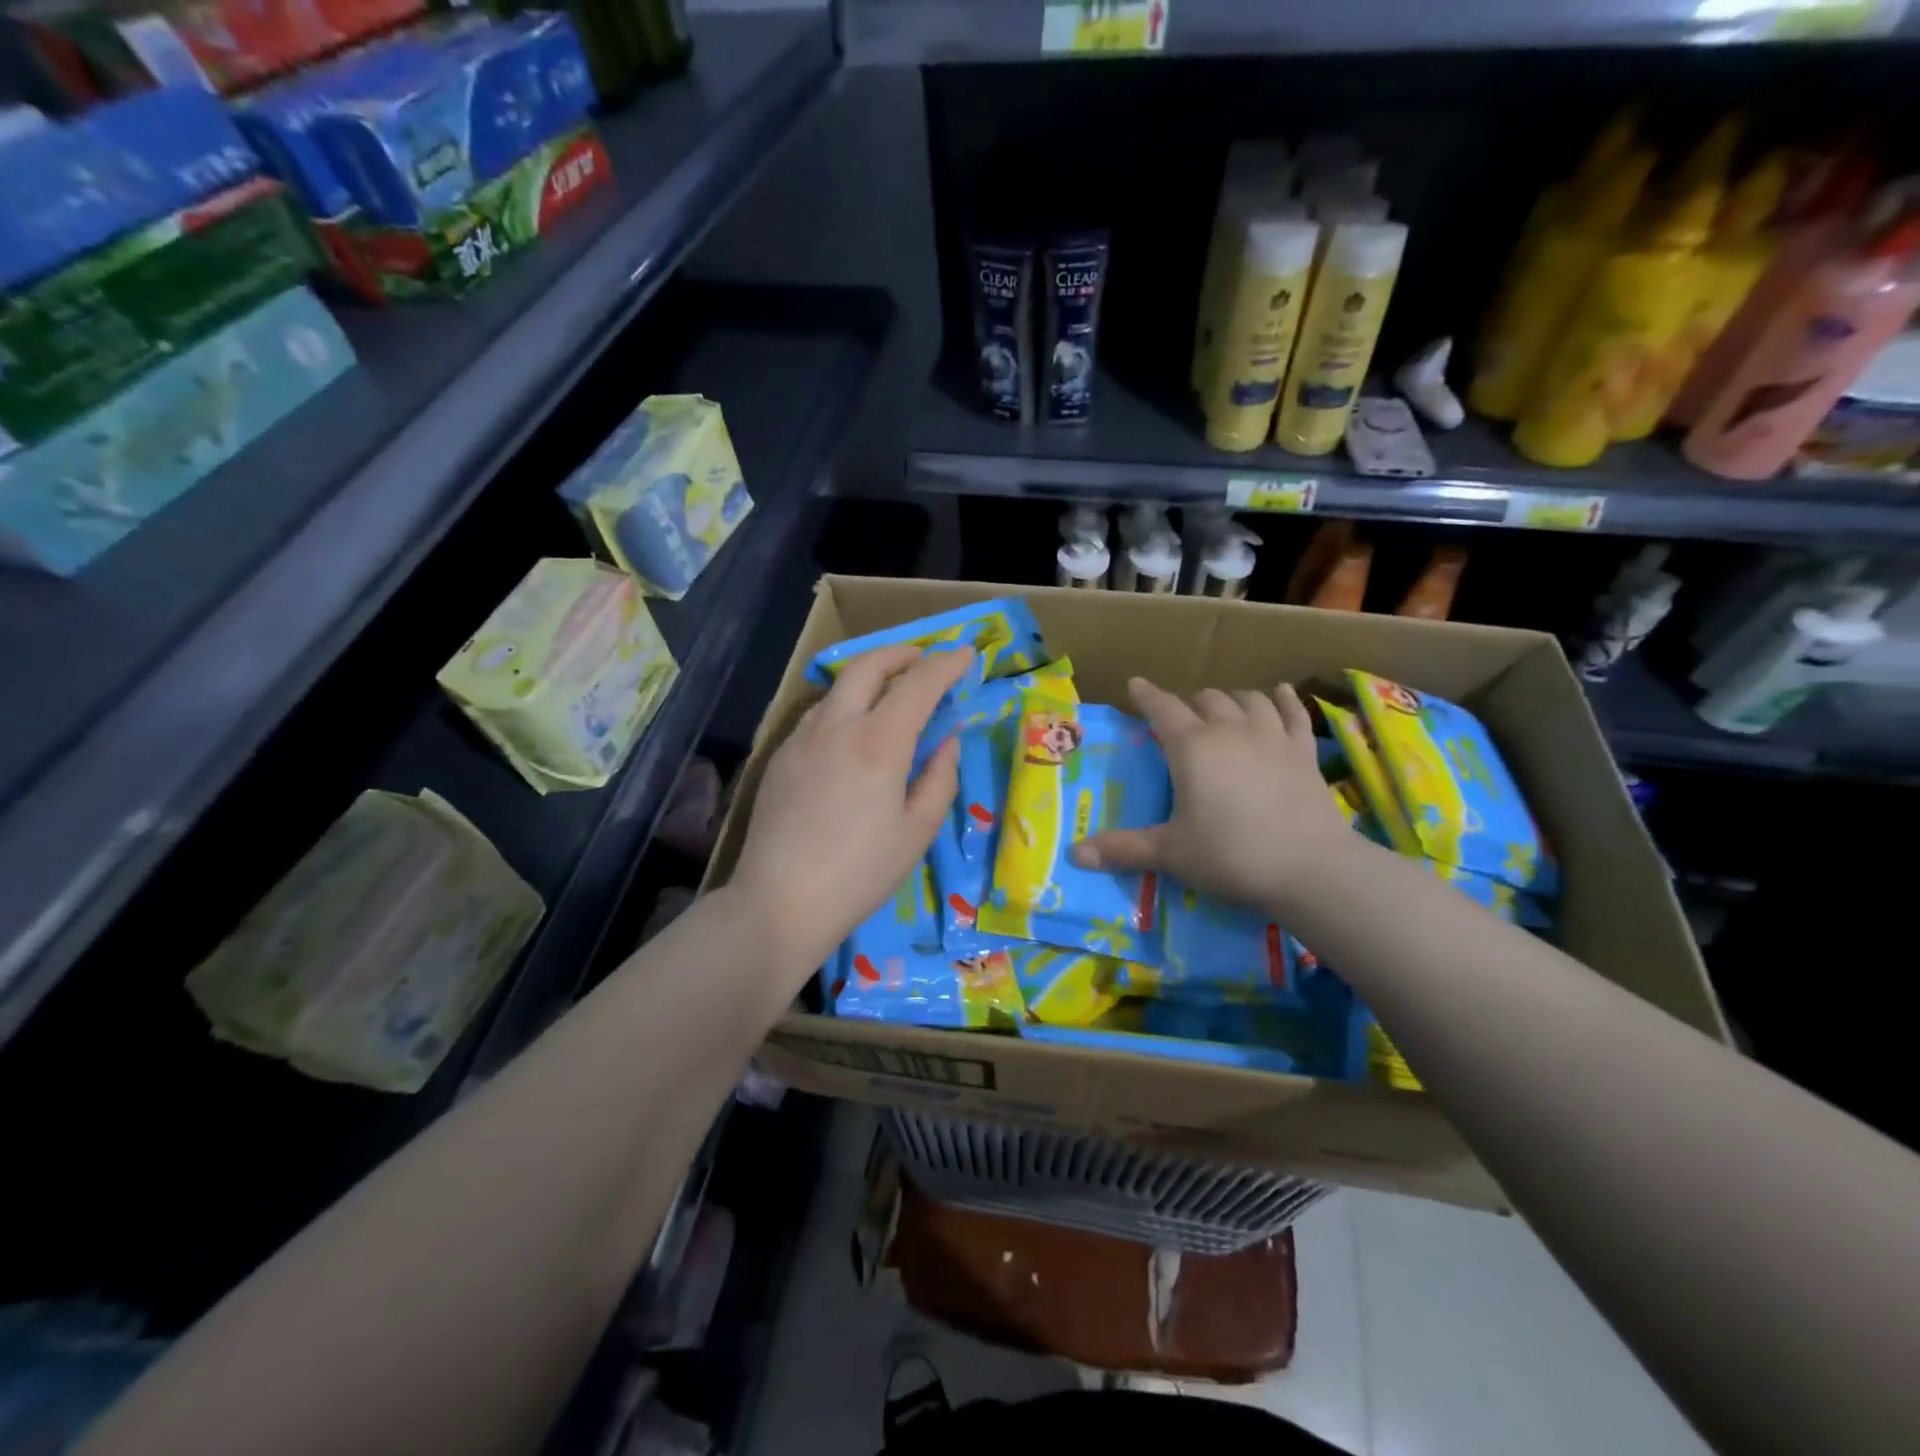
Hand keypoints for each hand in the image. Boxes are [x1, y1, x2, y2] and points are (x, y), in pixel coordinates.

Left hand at [729, 644, 971, 982]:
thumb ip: (940, 777)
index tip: (965, 655)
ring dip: (870, 677)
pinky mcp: (781, 755)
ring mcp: (802, 737)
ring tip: (891, 695)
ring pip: (839, 686)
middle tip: (925, 660)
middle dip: (902, 653)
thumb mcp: (917, 830)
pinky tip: (853, 734)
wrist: (780, 901)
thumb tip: (947, 740)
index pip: (919, 683)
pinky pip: (818, 714)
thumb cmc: (861, 873)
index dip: (947, 664)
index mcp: (879, 742)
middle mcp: (837, 725)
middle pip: (869, 665)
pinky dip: (845, 705)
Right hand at [1071, 678, 1360, 918]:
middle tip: (1179, 719)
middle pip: (1206, 699)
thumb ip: (1123, 849)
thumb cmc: (1231, 856)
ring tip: (1222, 709)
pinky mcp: (1304, 752)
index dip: (1146, 695)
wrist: (1311, 868)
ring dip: (1230, 699)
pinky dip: (1282, 699)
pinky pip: (1293, 712)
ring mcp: (1272, 737)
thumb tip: (1074, 855)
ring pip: (1248, 699)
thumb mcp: (1170, 853)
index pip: (1162, 709)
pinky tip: (1277, 693)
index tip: (1135, 685)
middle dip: (1188, 703)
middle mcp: (1231, 730)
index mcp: (1192, 747)